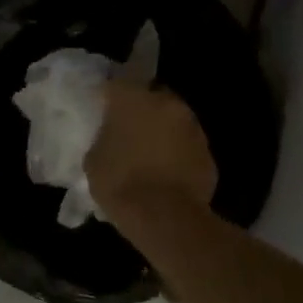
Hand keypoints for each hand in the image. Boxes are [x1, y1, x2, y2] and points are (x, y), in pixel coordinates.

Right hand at [86, 81, 217, 224]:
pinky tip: (166, 171)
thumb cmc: (121, 185)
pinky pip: (186, 145)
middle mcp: (166, 103)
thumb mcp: (94, 160)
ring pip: (172, 120)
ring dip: (161, 130)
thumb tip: (111, 136)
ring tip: (148, 153)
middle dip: (141, 110)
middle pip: (151, 97)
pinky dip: (177, 152)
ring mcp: (192, 126)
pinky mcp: (208, 151)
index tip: (101, 109)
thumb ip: (103, 138)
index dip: (108, 97)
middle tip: (127, 130)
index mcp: (133, 99)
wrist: (166, 218)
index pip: (116, 84)